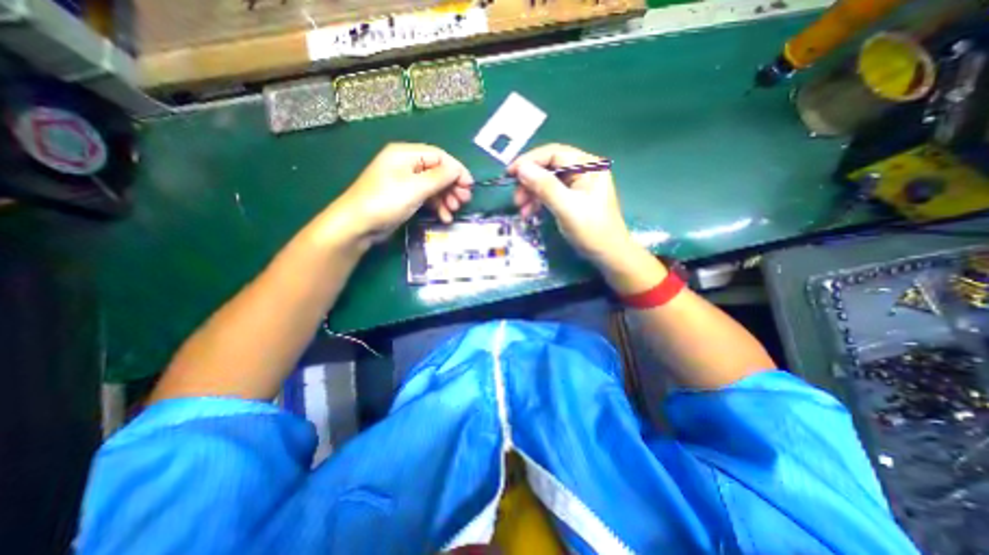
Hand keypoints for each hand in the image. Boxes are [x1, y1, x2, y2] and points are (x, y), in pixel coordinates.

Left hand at [324, 142, 472, 244]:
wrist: (358, 225)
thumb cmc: (386, 201)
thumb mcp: (416, 187)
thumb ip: (440, 177)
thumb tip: (458, 171)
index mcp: (406, 154)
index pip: (439, 156)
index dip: (457, 170)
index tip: (469, 186)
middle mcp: (406, 165)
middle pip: (438, 171)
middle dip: (452, 186)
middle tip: (464, 200)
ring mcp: (405, 182)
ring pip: (434, 186)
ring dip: (446, 198)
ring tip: (454, 211)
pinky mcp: (405, 197)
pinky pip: (426, 197)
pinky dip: (437, 206)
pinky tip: (444, 217)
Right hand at [510, 146, 632, 265]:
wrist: (608, 255)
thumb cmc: (592, 231)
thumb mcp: (567, 208)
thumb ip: (545, 187)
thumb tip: (521, 168)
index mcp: (588, 166)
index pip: (553, 153)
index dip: (529, 161)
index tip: (509, 174)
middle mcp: (583, 170)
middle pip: (548, 167)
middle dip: (529, 182)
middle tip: (516, 199)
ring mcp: (578, 184)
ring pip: (547, 181)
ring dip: (531, 194)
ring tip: (521, 211)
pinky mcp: (572, 197)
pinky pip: (550, 193)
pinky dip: (538, 202)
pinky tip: (529, 213)